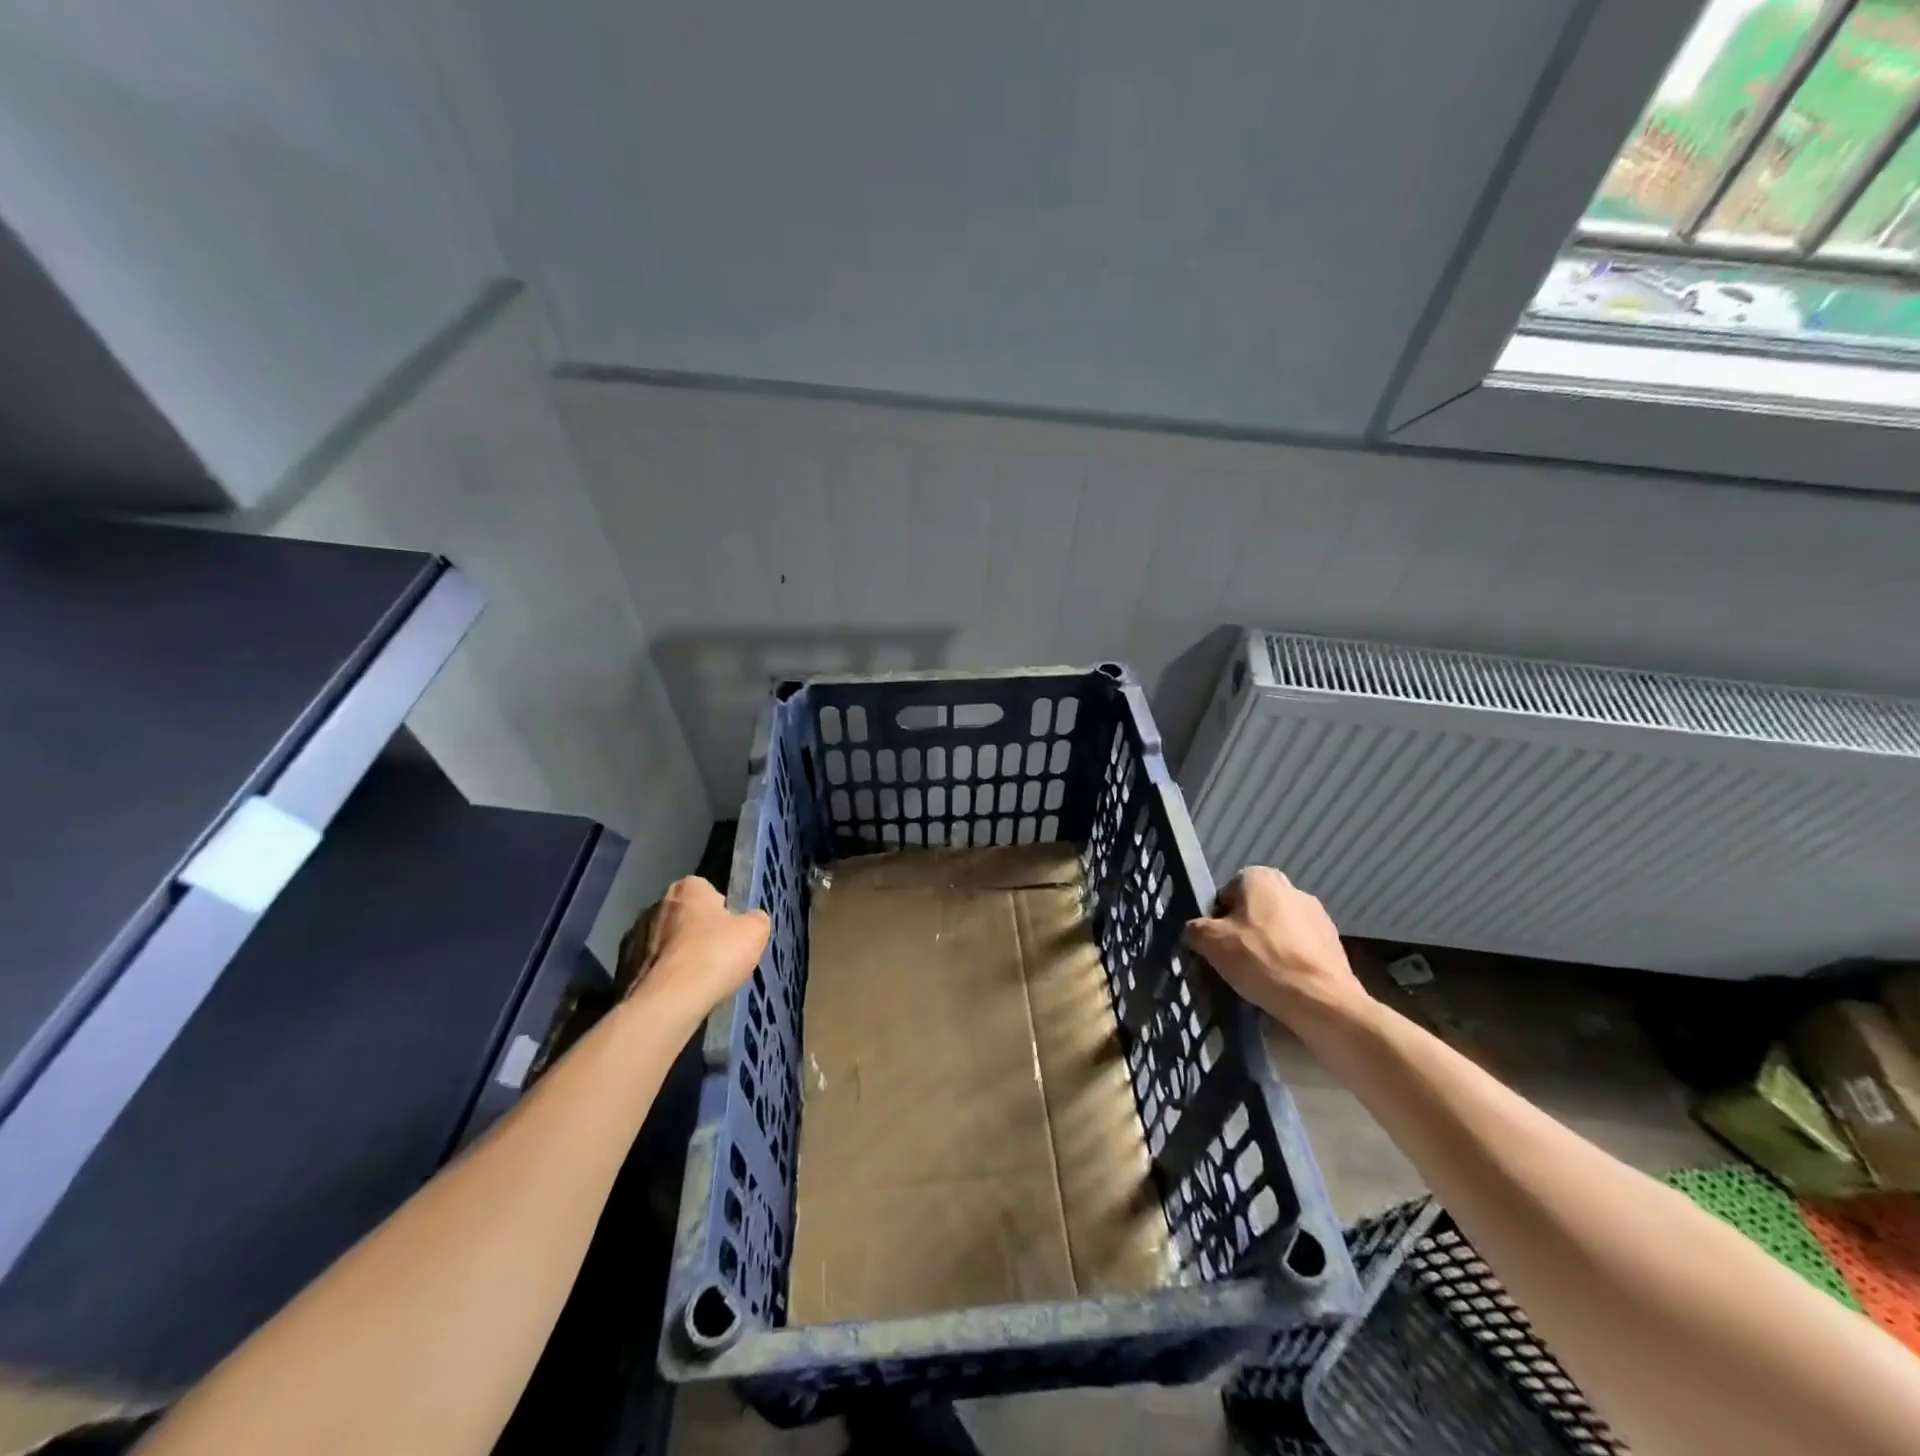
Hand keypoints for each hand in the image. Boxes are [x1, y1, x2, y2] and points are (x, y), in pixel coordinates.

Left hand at [619, 876, 768, 1013]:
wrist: (667, 1003)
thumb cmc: (714, 956)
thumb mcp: (755, 932)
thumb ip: (755, 919)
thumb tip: (750, 920)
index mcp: (687, 888)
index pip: (709, 892)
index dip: (722, 913)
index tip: (730, 935)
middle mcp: (655, 904)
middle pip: (684, 917)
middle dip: (696, 933)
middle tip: (715, 959)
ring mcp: (633, 936)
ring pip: (664, 943)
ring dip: (676, 955)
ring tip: (695, 981)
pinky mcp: (619, 968)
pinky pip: (649, 967)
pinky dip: (661, 977)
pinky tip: (675, 994)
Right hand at [1184, 867, 1369, 1027]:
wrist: (1321, 1000)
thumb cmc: (1260, 959)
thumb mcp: (1210, 942)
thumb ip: (1195, 929)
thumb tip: (1196, 931)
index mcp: (1262, 877)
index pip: (1227, 893)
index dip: (1217, 919)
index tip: (1216, 944)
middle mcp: (1293, 888)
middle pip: (1253, 911)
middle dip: (1243, 932)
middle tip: (1233, 961)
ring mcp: (1319, 917)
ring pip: (1278, 931)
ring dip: (1267, 948)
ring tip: (1259, 978)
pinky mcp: (1335, 945)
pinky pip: (1300, 950)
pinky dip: (1289, 963)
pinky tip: (1283, 985)